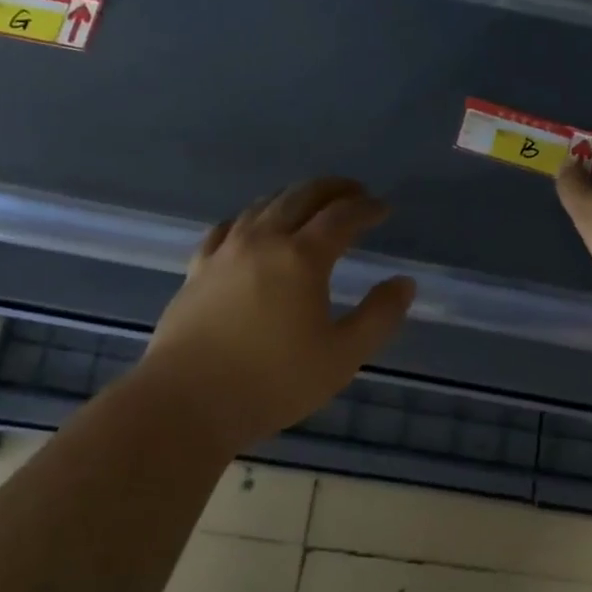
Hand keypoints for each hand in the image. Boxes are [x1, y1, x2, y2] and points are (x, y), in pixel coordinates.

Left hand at [140, 177, 414, 449]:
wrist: (188, 401)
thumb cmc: (273, 382)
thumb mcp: (342, 356)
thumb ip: (379, 316)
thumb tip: (404, 283)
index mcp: (302, 257)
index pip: (342, 217)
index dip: (366, 208)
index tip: (383, 208)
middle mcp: (263, 241)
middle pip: (301, 197)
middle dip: (332, 189)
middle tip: (354, 192)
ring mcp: (225, 252)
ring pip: (262, 206)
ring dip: (293, 197)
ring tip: (310, 205)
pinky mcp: (198, 269)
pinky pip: (227, 227)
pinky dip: (251, 217)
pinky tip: (251, 227)